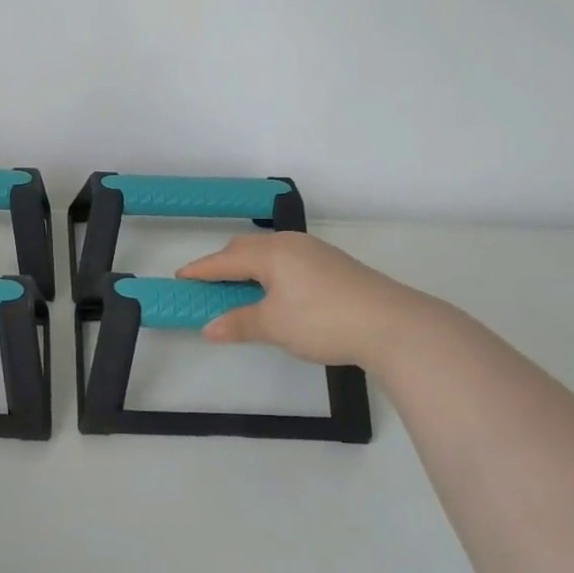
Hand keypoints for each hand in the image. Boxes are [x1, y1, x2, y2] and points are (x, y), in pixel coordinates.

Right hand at [176, 232, 440, 369]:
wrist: (393, 324)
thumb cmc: (323, 321)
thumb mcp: (274, 326)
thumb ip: (239, 323)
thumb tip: (208, 327)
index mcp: (271, 253)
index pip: (225, 259)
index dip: (201, 270)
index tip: (180, 277)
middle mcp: (291, 244)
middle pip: (246, 248)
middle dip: (224, 264)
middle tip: (208, 285)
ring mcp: (316, 252)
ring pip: (270, 253)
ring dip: (249, 268)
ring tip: (240, 290)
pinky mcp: (334, 265)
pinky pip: (289, 260)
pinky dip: (271, 272)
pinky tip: (277, 293)